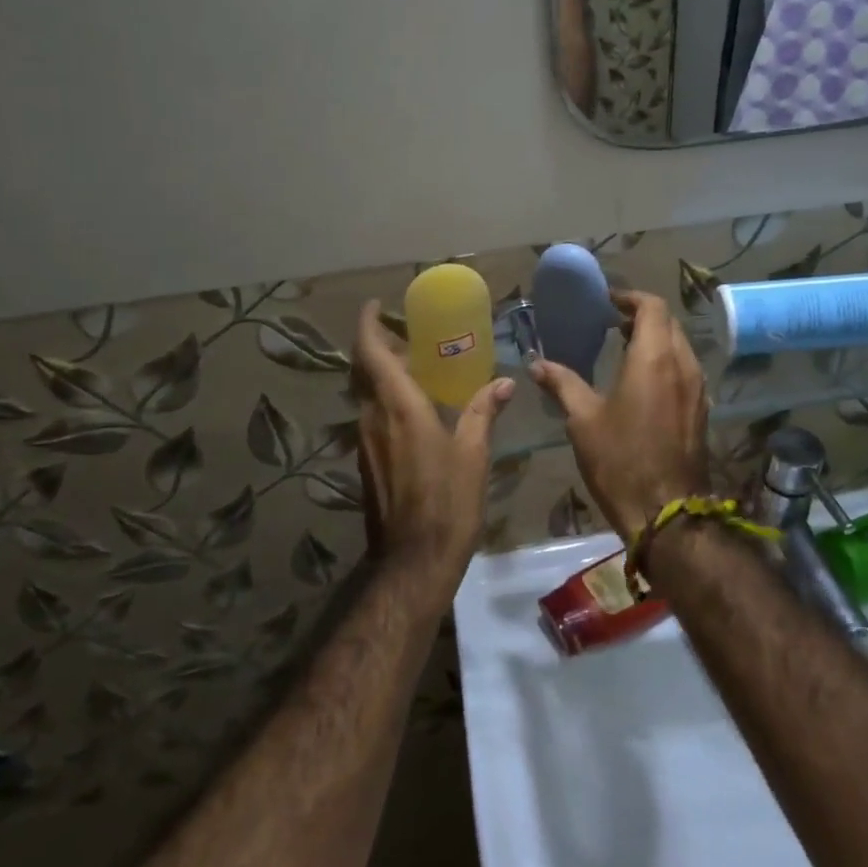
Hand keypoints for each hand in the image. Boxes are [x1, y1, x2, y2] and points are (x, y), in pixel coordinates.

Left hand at [352, 301, 513, 608]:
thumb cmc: (448, 503)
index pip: (371, 353)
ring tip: (417, 368)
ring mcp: (365, 442)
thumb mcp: (473, 454)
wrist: (413, 561)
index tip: (376, 305)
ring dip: (382, 375)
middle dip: (378, 346)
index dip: (368, 324)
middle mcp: (373, 418)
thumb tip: (503, 383)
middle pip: (364, 370)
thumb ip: (482, 412)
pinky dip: (386, 401)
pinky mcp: (366, 463)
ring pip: (366, 394)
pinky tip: (416, 411)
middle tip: (407, 335)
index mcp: (399, 408)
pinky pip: (372, 417)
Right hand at [528, 290, 709, 543]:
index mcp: (655, 358)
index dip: (629, 298)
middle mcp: (683, 365)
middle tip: (609, 323)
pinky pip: (684, 370)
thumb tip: (537, 364)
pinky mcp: (701, 410)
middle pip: (668, 323)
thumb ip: (562, 383)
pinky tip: (640, 382)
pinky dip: (664, 362)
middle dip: (641, 317)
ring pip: (679, 346)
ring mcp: (697, 389)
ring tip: (622, 348)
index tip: (606, 302)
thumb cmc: (621, 460)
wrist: (666, 513)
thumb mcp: (583, 420)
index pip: (652, 307)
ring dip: (654, 339)